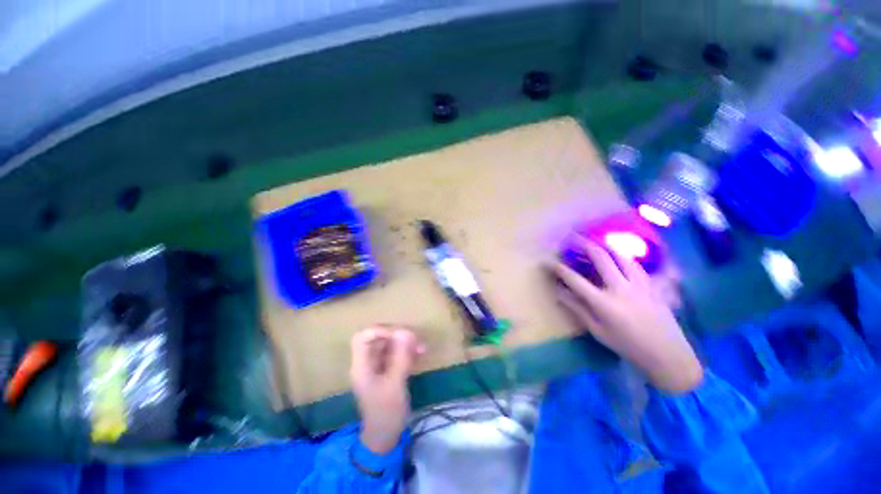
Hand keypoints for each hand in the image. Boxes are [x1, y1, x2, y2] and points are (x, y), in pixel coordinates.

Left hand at [350, 326, 424, 453]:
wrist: (385, 437)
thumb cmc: (386, 413)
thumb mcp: (395, 385)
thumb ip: (400, 357)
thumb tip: (405, 331)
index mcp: (361, 365)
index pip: (364, 337)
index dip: (381, 331)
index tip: (400, 335)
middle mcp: (367, 362)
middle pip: (378, 337)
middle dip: (397, 335)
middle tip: (415, 339)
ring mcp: (377, 365)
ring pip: (389, 344)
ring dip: (405, 342)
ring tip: (421, 348)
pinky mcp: (387, 369)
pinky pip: (396, 352)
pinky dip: (407, 351)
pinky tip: (419, 354)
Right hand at [551, 237, 702, 392]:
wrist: (668, 355)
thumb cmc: (628, 345)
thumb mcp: (598, 331)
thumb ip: (578, 309)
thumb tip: (560, 293)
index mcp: (604, 303)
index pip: (575, 280)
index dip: (560, 269)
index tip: (549, 262)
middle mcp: (620, 288)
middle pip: (601, 258)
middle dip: (584, 245)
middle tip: (574, 237)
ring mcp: (639, 284)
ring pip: (621, 256)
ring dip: (605, 246)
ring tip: (595, 241)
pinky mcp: (652, 285)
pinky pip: (636, 265)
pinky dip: (624, 257)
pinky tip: (619, 256)